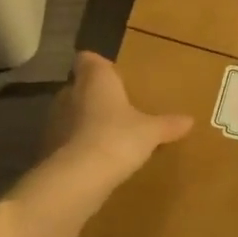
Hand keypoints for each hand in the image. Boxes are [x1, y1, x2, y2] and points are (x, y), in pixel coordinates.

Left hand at [43, 51, 193, 193]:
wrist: (80, 177)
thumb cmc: (118, 138)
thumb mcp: (151, 132)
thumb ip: (168, 124)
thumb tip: (190, 120)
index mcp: (96, 79)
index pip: (88, 59)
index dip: (99, 65)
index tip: (113, 75)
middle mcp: (70, 93)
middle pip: (79, 86)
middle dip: (94, 95)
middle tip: (117, 107)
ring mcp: (55, 120)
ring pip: (70, 113)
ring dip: (84, 121)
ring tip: (107, 134)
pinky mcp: (48, 147)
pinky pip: (65, 139)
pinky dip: (76, 145)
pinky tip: (94, 158)